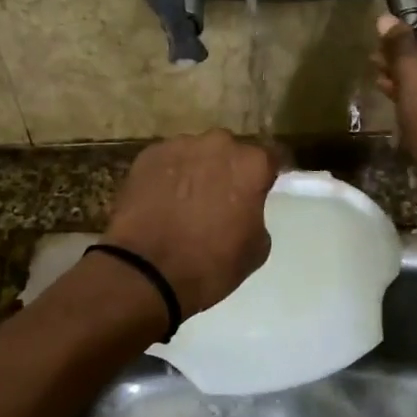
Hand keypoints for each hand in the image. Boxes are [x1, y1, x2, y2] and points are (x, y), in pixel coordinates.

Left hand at [102, 130, 278, 317]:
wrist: (145, 272)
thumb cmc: (210, 264)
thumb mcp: (256, 248)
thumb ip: (256, 214)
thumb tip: (244, 206)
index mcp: (251, 164)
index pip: (271, 157)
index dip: (267, 174)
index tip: (262, 189)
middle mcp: (218, 144)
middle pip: (230, 151)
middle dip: (229, 169)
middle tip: (221, 198)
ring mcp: (179, 146)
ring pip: (196, 153)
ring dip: (197, 170)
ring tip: (186, 201)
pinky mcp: (147, 156)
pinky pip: (167, 161)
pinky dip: (168, 176)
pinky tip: (161, 201)